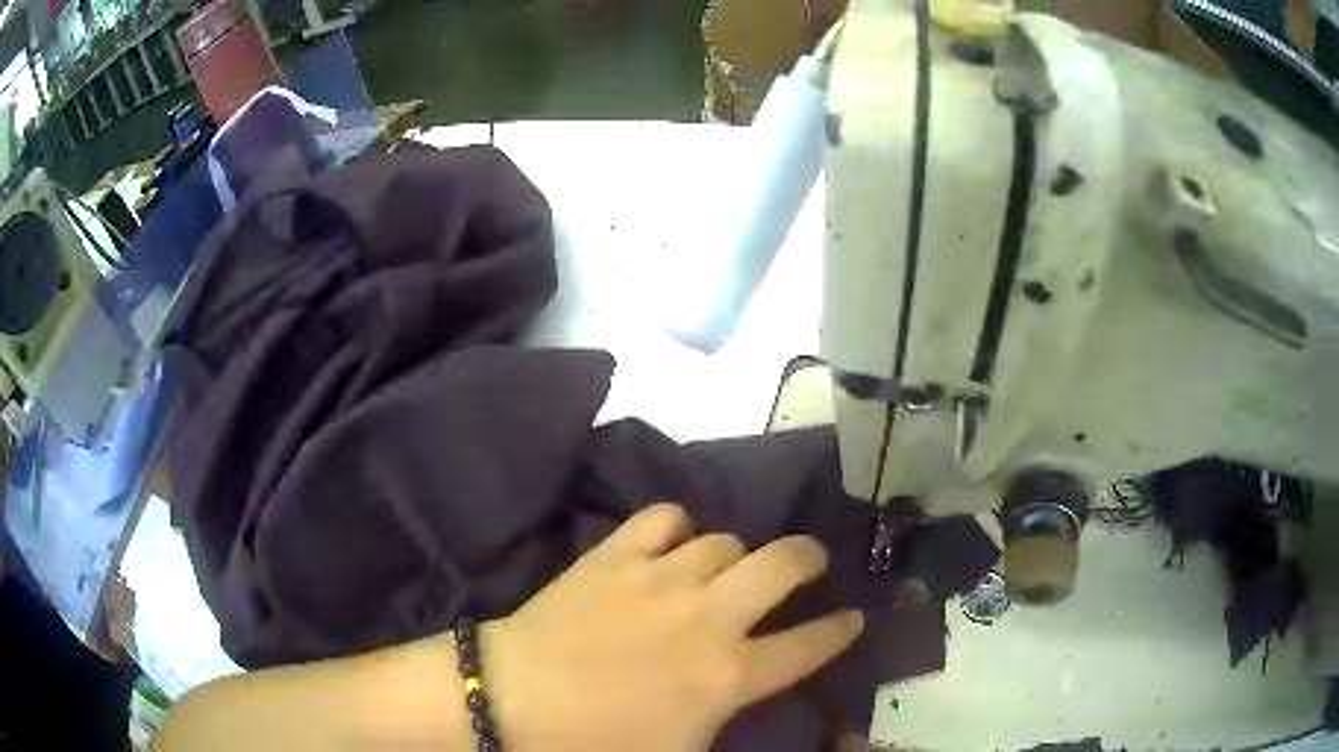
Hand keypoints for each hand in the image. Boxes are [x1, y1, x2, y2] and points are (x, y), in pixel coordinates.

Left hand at [482, 503, 863, 750]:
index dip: (841, 630)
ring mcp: (661, 577)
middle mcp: (708, 616)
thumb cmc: (597, 744)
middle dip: (808, 559)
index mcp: (728, 675)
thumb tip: (742, 695)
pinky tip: (671, 541)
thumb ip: (725, 720)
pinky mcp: (615, 554)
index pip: (809, 646)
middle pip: (784, 563)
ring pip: (725, 540)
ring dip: (735, 555)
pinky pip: (663, 517)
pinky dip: (676, 526)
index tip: (854, 618)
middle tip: (809, 564)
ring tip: (725, 568)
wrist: (512, 701)